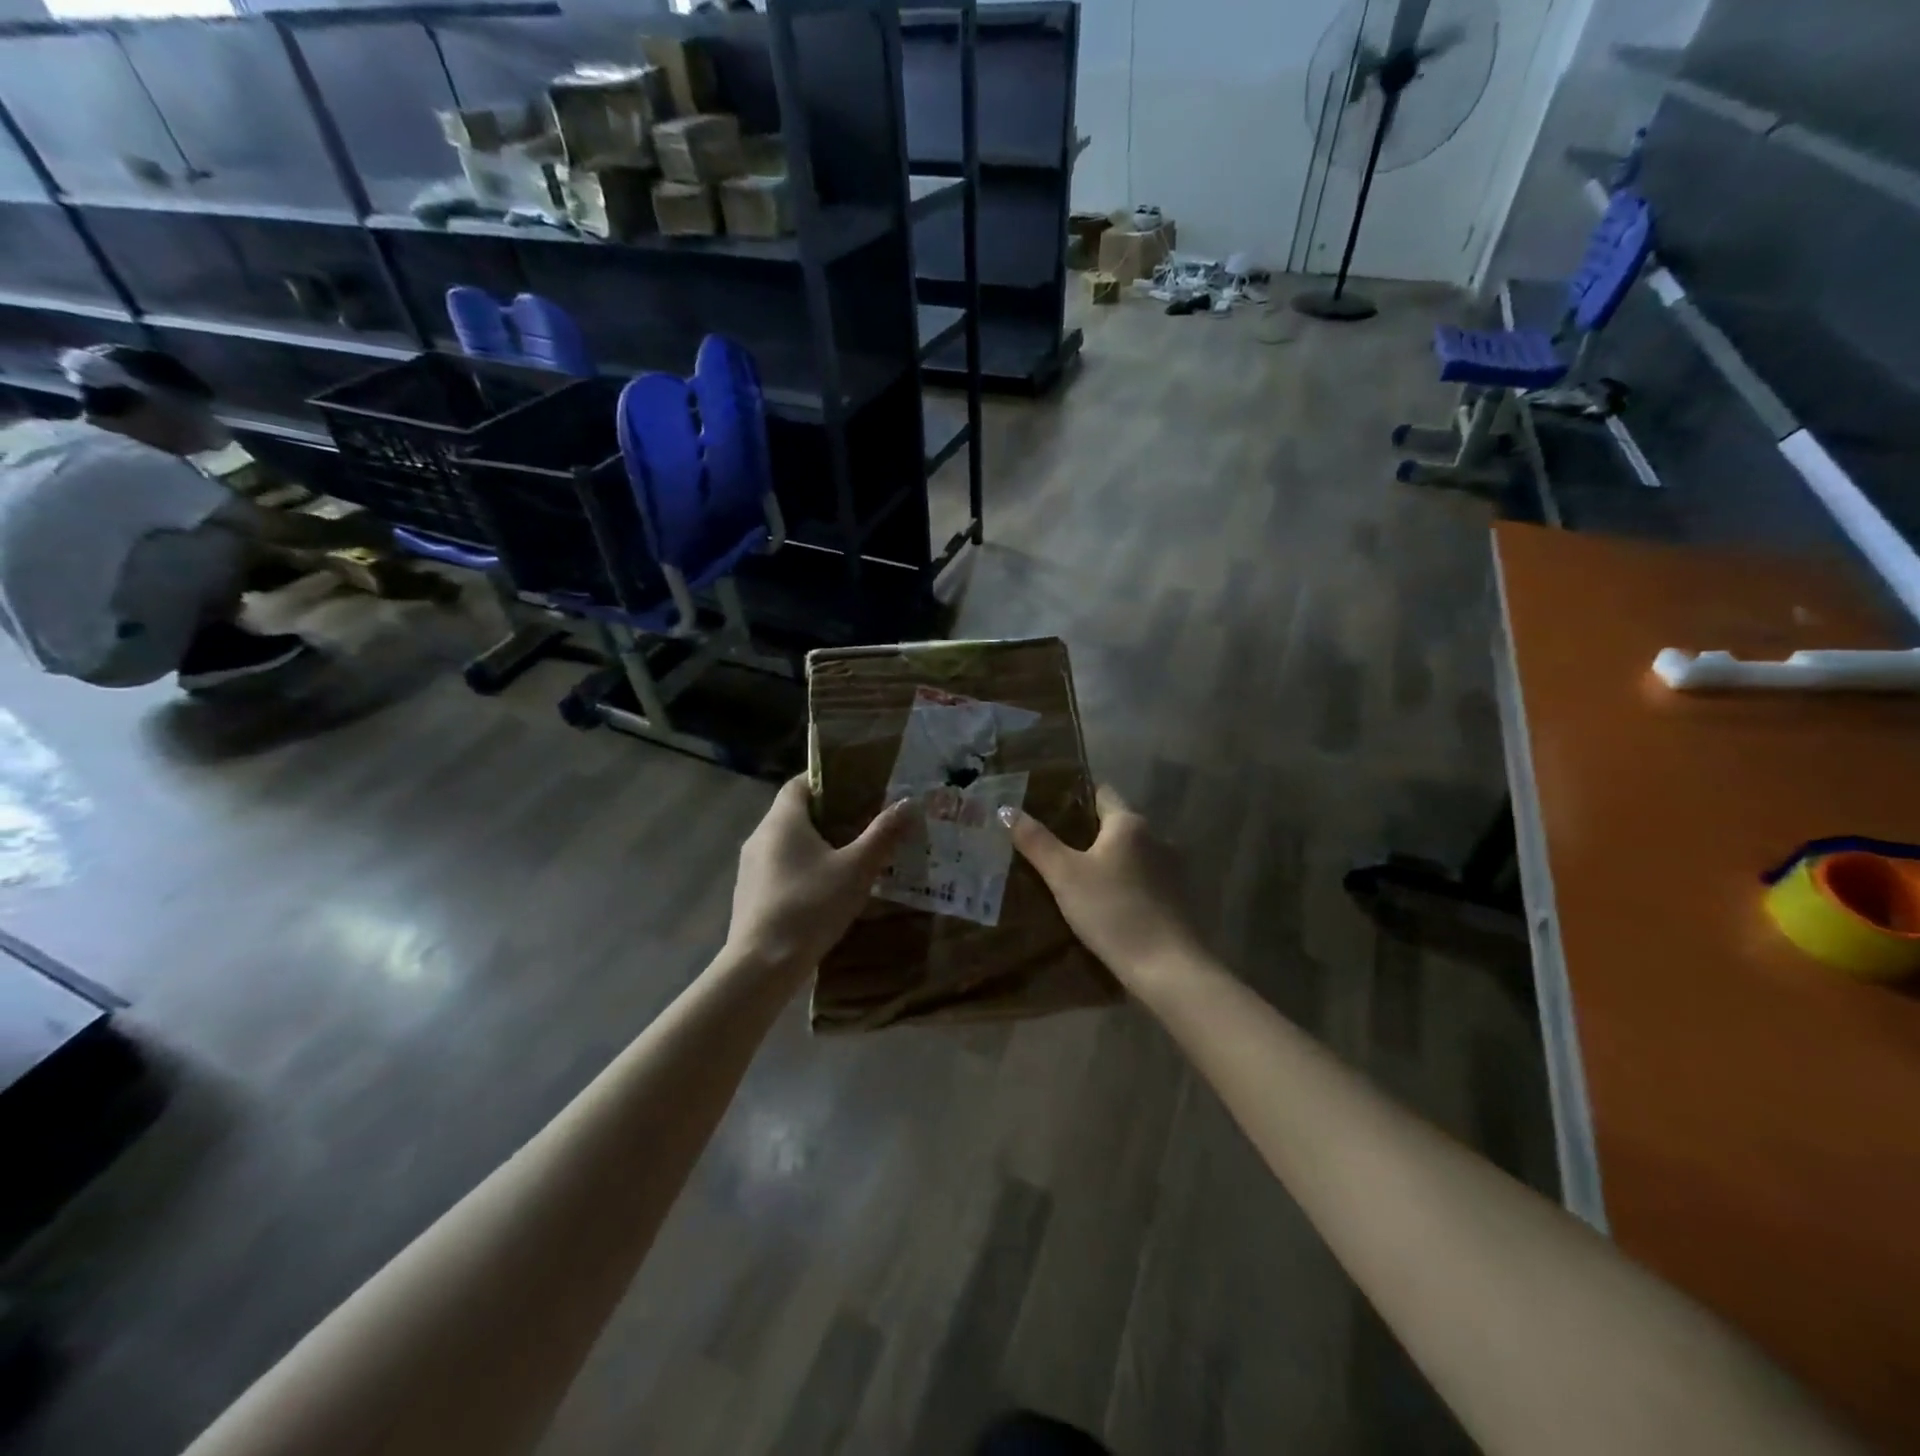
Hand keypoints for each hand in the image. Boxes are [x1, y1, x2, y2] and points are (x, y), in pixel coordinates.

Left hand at [725, 776, 913, 981]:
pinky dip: (801, 868)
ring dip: (815, 844)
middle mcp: (760, 835)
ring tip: (849, 856)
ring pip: (786, 842)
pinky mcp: (749, 893)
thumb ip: (883, 834)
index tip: (856, 787)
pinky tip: (824, 889)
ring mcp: (750, 867)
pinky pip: (779, 867)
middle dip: (828, 814)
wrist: (761, 965)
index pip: (800, 782)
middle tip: (863, 823)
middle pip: (794, 812)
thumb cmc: (810, 906)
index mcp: (782, 820)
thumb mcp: (856, 869)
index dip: (827, 779)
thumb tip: (909, 803)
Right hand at [1002, 784, 1203, 989]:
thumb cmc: (1112, 911)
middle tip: (1049, 846)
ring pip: (1128, 855)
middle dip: (1084, 834)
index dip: (1074, 798)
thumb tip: (1006, 809)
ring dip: (1105, 861)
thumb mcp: (1064, 876)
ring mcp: (1171, 869)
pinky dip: (1121, 884)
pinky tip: (1102, 903)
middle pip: (1114, 825)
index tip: (1045, 809)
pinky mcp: (1176, 899)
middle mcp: (1156, 837)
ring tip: (1071, 877)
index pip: (1100, 793)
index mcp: (1129, 823)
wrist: (1167, 968)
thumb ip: (1036, 841)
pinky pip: (1141, 880)